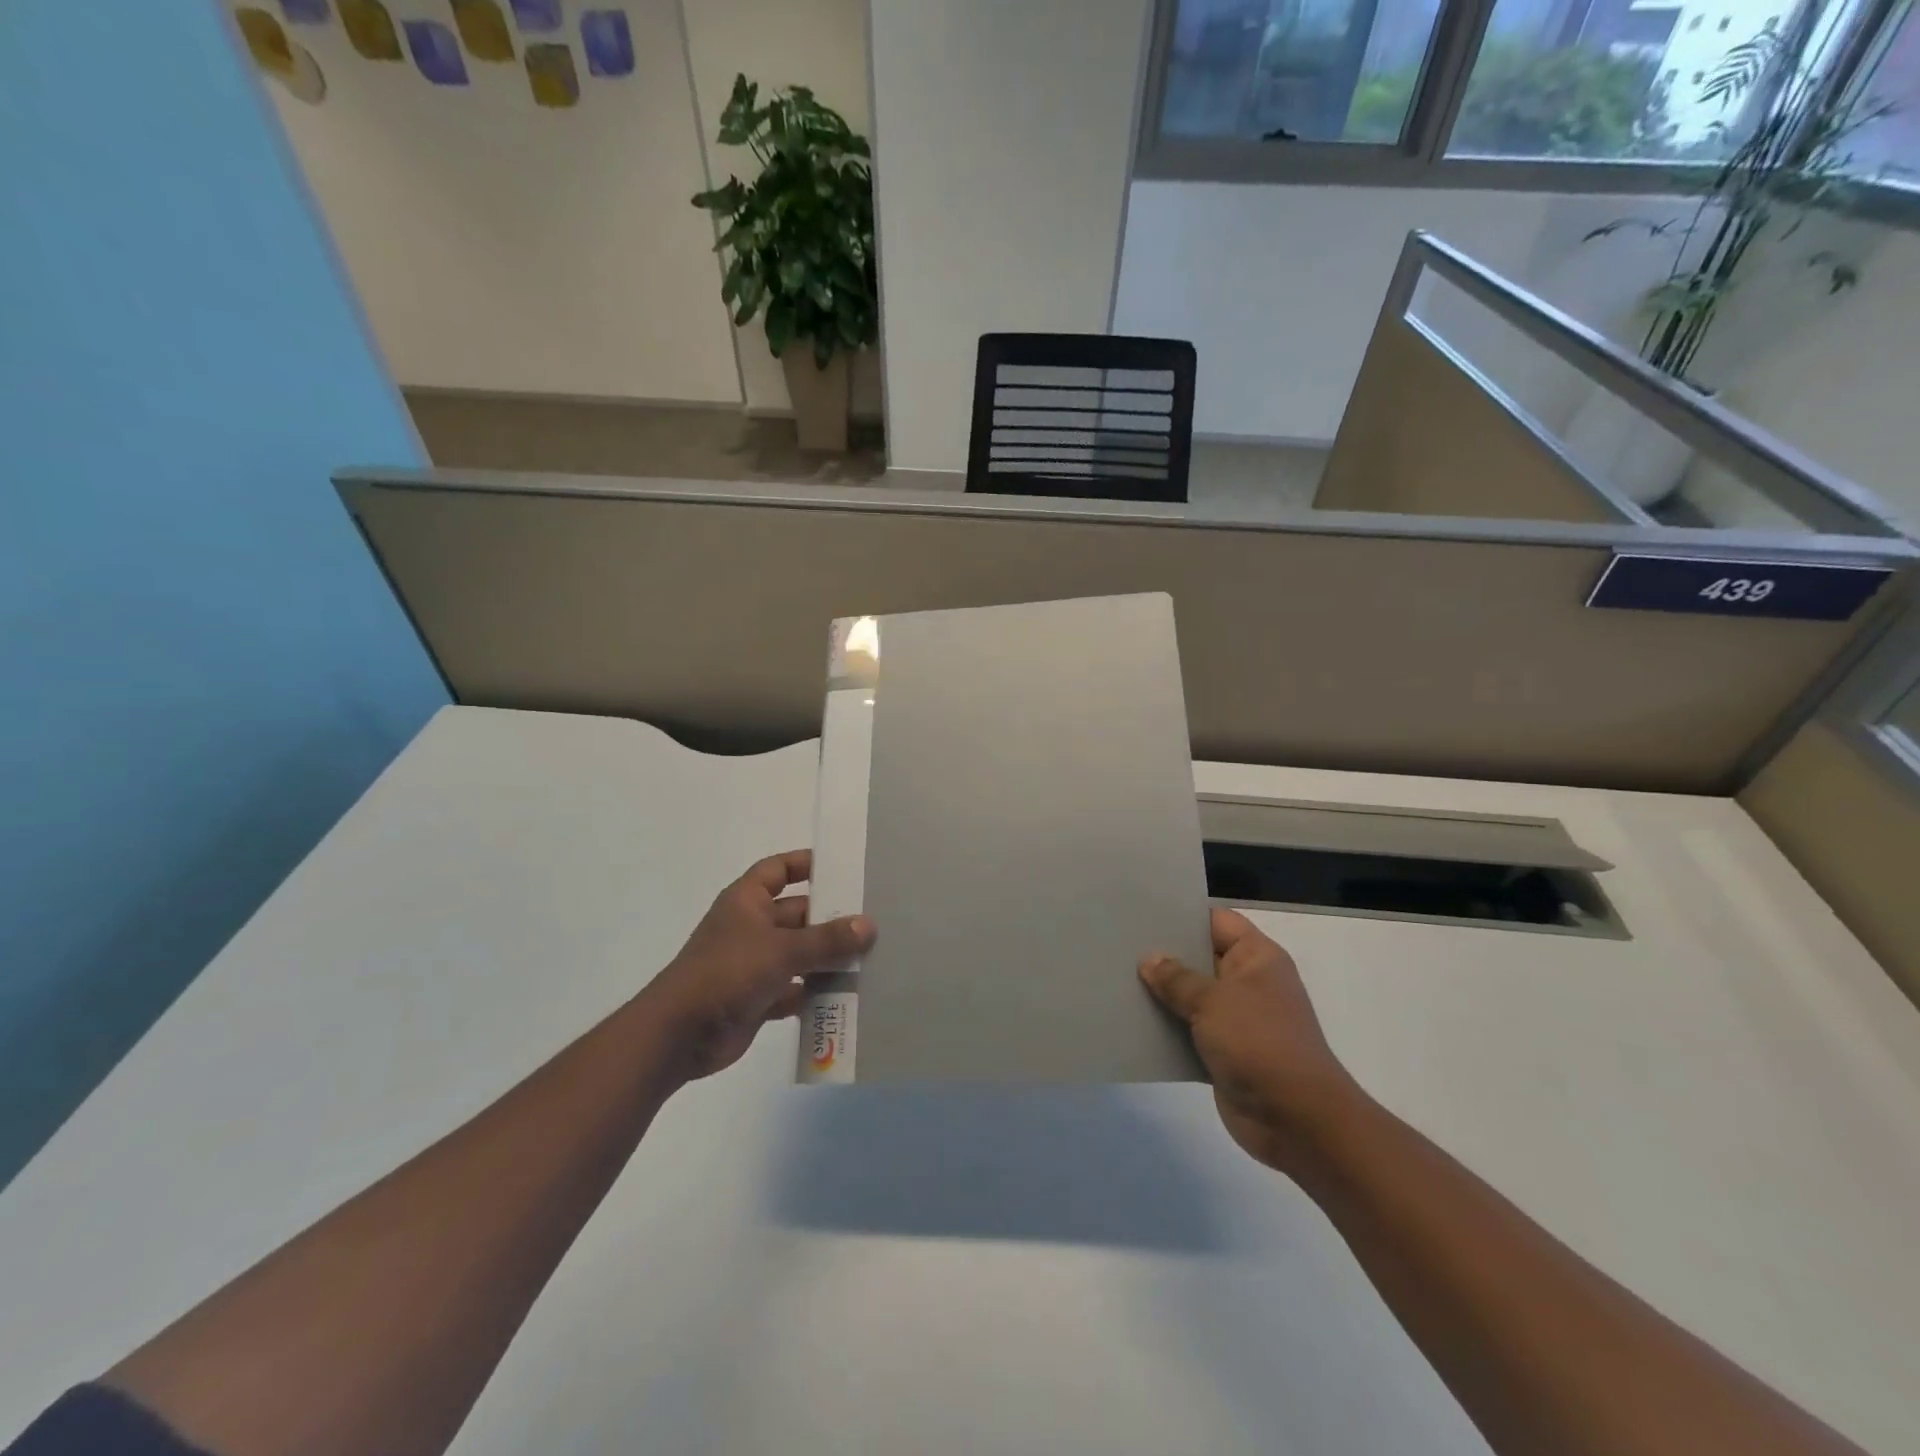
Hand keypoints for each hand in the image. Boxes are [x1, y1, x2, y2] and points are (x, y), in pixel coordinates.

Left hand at [642, 850, 874, 1082]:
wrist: (679, 1035)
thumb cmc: (727, 973)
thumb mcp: (782, 950)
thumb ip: (826, 939)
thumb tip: (868, 925)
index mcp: (747, 901)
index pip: (778, 869)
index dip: (806, 864)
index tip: (842, 868)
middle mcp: (750, 927)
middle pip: (797, 913)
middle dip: (830, 918)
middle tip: (873, 920)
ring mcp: (753, 964)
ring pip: (799, 953)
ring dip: (827, 958)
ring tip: (870, 958)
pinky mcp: (757, 998)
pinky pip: (795, 989)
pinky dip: (816, 992)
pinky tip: (848, 995)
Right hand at [1140, 907, 1359, 1174]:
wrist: (1297, 1120)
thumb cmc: (1259, 1044)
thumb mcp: (1213, 1002)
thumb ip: (1177, 979)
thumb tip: (1150, 959)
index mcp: (1257, 958)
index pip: (1217, 921)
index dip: (1183, 915)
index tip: (1143, 914)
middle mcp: (1250, 982)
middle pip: (1201, 957)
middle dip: (1165, 955)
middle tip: (1120, 945)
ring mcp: (1239, 1019)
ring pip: (1193, 996)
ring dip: (1163, 995)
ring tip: (1118, 979)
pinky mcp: (1227, 1052)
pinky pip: (1191, 1030)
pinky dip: (1169, 1028)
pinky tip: (1133, 1021)